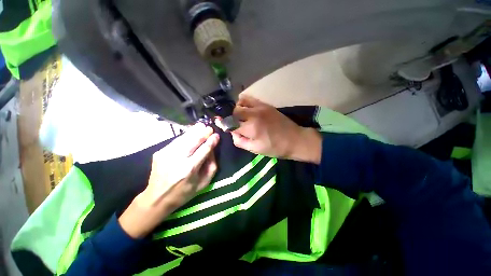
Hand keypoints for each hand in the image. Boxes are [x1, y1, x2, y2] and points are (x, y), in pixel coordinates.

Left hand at [119, 123, 219, 237]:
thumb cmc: (184, 192)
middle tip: (209, 128)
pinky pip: (175, 141)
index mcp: (189, 169)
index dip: (211, 141)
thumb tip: (212, 149)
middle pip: (193, 141)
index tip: (216, 135)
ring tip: (201, 126)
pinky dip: (185, 135)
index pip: (204, 150)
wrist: (157, 198)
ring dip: (194, 131)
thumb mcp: (203, 183)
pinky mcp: (159, 153)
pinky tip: (191, 133)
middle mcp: (177, 160)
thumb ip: (211, 165)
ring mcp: (166, 155)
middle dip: (203, 133)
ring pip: (183, 138)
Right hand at [229, 94, 321, 163]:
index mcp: (251, 128)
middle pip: (234, 110)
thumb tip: (232, 132)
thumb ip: (240, 141)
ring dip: (237, 109)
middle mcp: (254, 114)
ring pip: (241, 102)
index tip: (219, 123)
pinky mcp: (266, 104)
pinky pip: (250, 98)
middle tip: (234, 123)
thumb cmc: (275, 148)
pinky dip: (244, 102)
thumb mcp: (255, 150)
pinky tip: (246, 109)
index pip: (230, 123)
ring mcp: (260, 107)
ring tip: (240, 116)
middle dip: (231, 117)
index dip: (223, 123)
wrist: (295, 139)